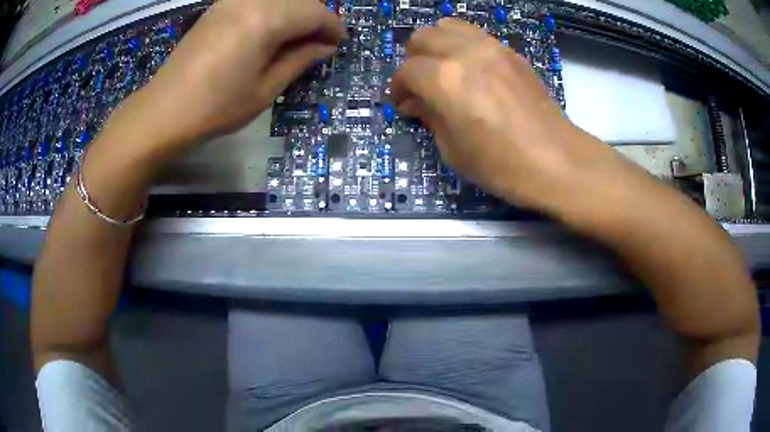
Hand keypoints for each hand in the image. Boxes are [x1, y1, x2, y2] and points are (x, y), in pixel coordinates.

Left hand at [122, 0, 344, 147]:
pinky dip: (272, 11)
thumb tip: (325, 47)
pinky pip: (257, 1)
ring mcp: (231, 1)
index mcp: (266, 19)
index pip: (315, 12)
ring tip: (294, 40)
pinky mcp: (218, 7)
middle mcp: (251, 0)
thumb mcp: (264, 90)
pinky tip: (269, 32)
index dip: (332, 27)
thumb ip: (299, 61)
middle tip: (317, 44)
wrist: (163, 111)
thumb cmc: (215, 107)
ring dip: (294, 13)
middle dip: (315, 18)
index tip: (338, 44)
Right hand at [391, 19, 619, 214]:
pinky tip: (471, 69)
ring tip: (444, 69)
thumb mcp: (453, 150)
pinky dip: (462, 44)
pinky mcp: (511, 52)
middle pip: (422, 37)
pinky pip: (475, 35)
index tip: (403, 104)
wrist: (556, 161)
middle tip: (421, 85)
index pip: (407, 71)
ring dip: (437, 45)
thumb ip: (429, 116)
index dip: (399, 88)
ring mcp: (491, 48)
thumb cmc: (501, 165)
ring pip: (448, 27)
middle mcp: (464, 53)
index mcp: (445, 80)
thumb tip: (413, 102)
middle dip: (414, 60)